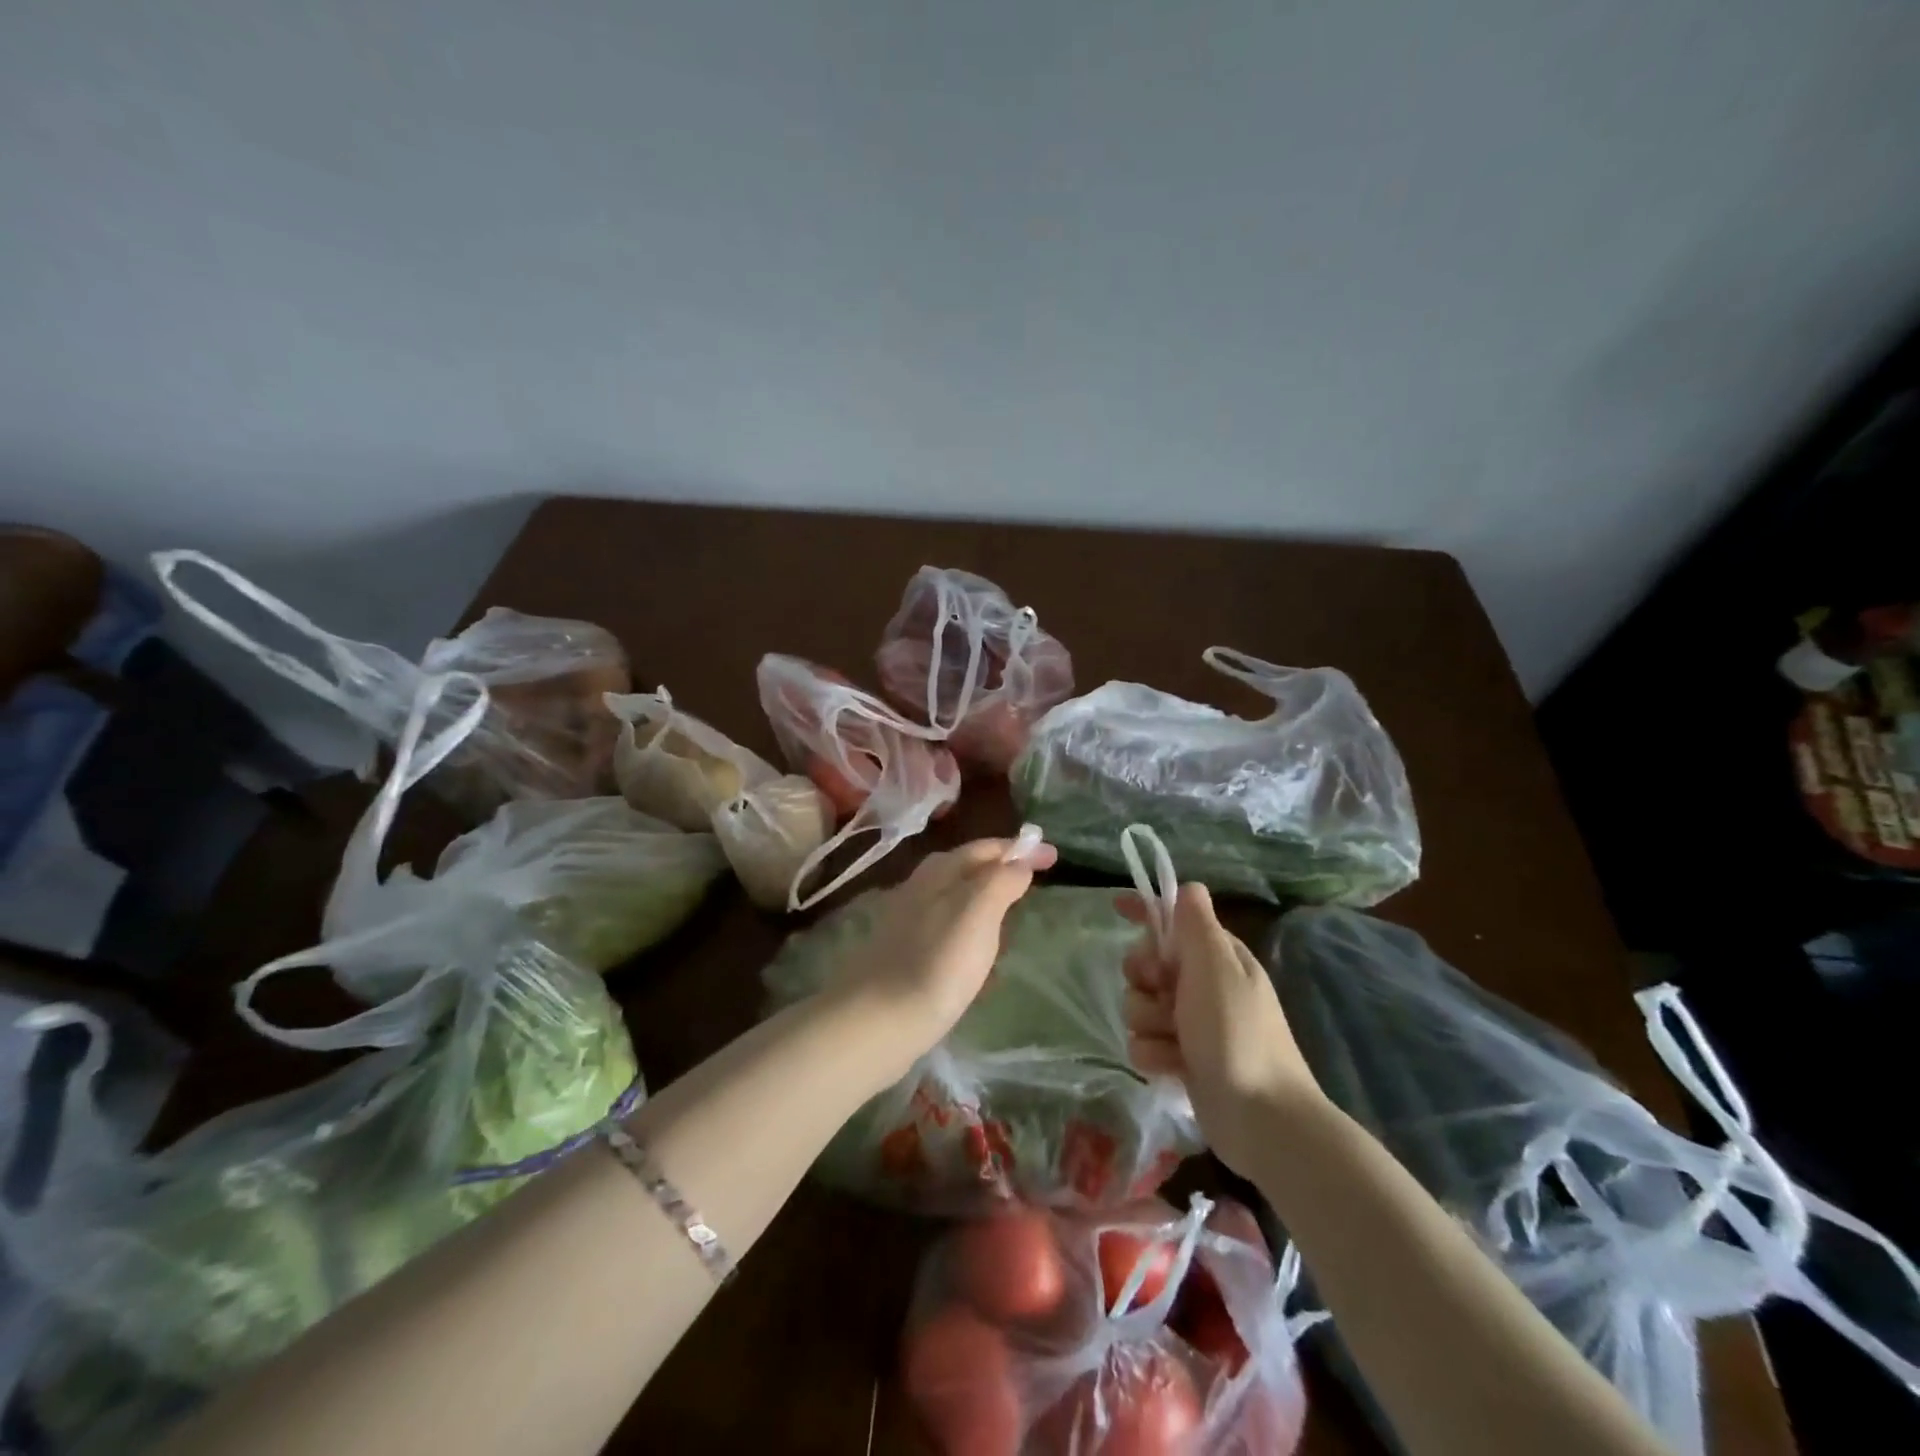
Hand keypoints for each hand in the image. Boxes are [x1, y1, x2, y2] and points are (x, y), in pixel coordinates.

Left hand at [827, 837, 1056, 1072]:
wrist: (878, 1022)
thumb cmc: (937, 963)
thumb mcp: (978, 913)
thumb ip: (1001, 881)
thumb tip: (1019, 861)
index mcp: (938, 873)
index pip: (984, 848)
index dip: (1019, 848)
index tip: (1053, 855)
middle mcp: (919, 890)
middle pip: (965, 868)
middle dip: (999, 868)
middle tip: (1033, 880)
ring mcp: (908, 923)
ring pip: (954, 898)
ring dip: (984, 897)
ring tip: (1011, 913)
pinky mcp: (904, 955)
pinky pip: (946, 929)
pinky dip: (969, 928)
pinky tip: (978, 953)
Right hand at [1117, 882, 1323, 1174]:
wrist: (1262, 1118)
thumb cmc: (1237, 1032)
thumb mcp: (1216, 967)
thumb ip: (1196, 924)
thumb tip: (1190, 886)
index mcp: (1217, 957)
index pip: (1175, 919)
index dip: (1146, 911)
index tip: (1116, 906)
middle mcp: (1203, 986)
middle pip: (1147, 963)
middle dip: (1144, 977)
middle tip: (1160, 990)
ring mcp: (1192, 1025)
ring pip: (1140, 1005)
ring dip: (1148, 1022)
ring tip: (1173, 1041)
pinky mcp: (1182, 1059)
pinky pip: (1144, 1043)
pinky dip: (1154, 1054)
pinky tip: (1172, 1067)